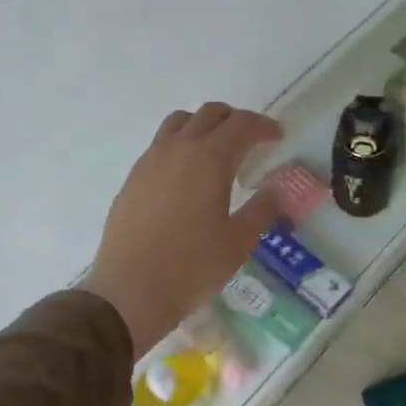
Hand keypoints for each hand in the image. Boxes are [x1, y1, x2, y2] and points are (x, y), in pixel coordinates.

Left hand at [83, 103, 283, 356]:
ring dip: (204, 125)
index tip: (277, 136)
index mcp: (209, 159)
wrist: (129, 292)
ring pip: (180, 122)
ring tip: (216, 151)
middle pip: (210, 113)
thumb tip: (276, 190)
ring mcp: (150, 161)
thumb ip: (262, 209)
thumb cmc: (192, 267)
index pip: (241, 124)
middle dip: (235, 120)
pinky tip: (187, 177)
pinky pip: (160, 145)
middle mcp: (178, 149)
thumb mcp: (238, 241)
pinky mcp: (132, 178)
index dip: (263, 126)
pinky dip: (180, 145)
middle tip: (251, 141)